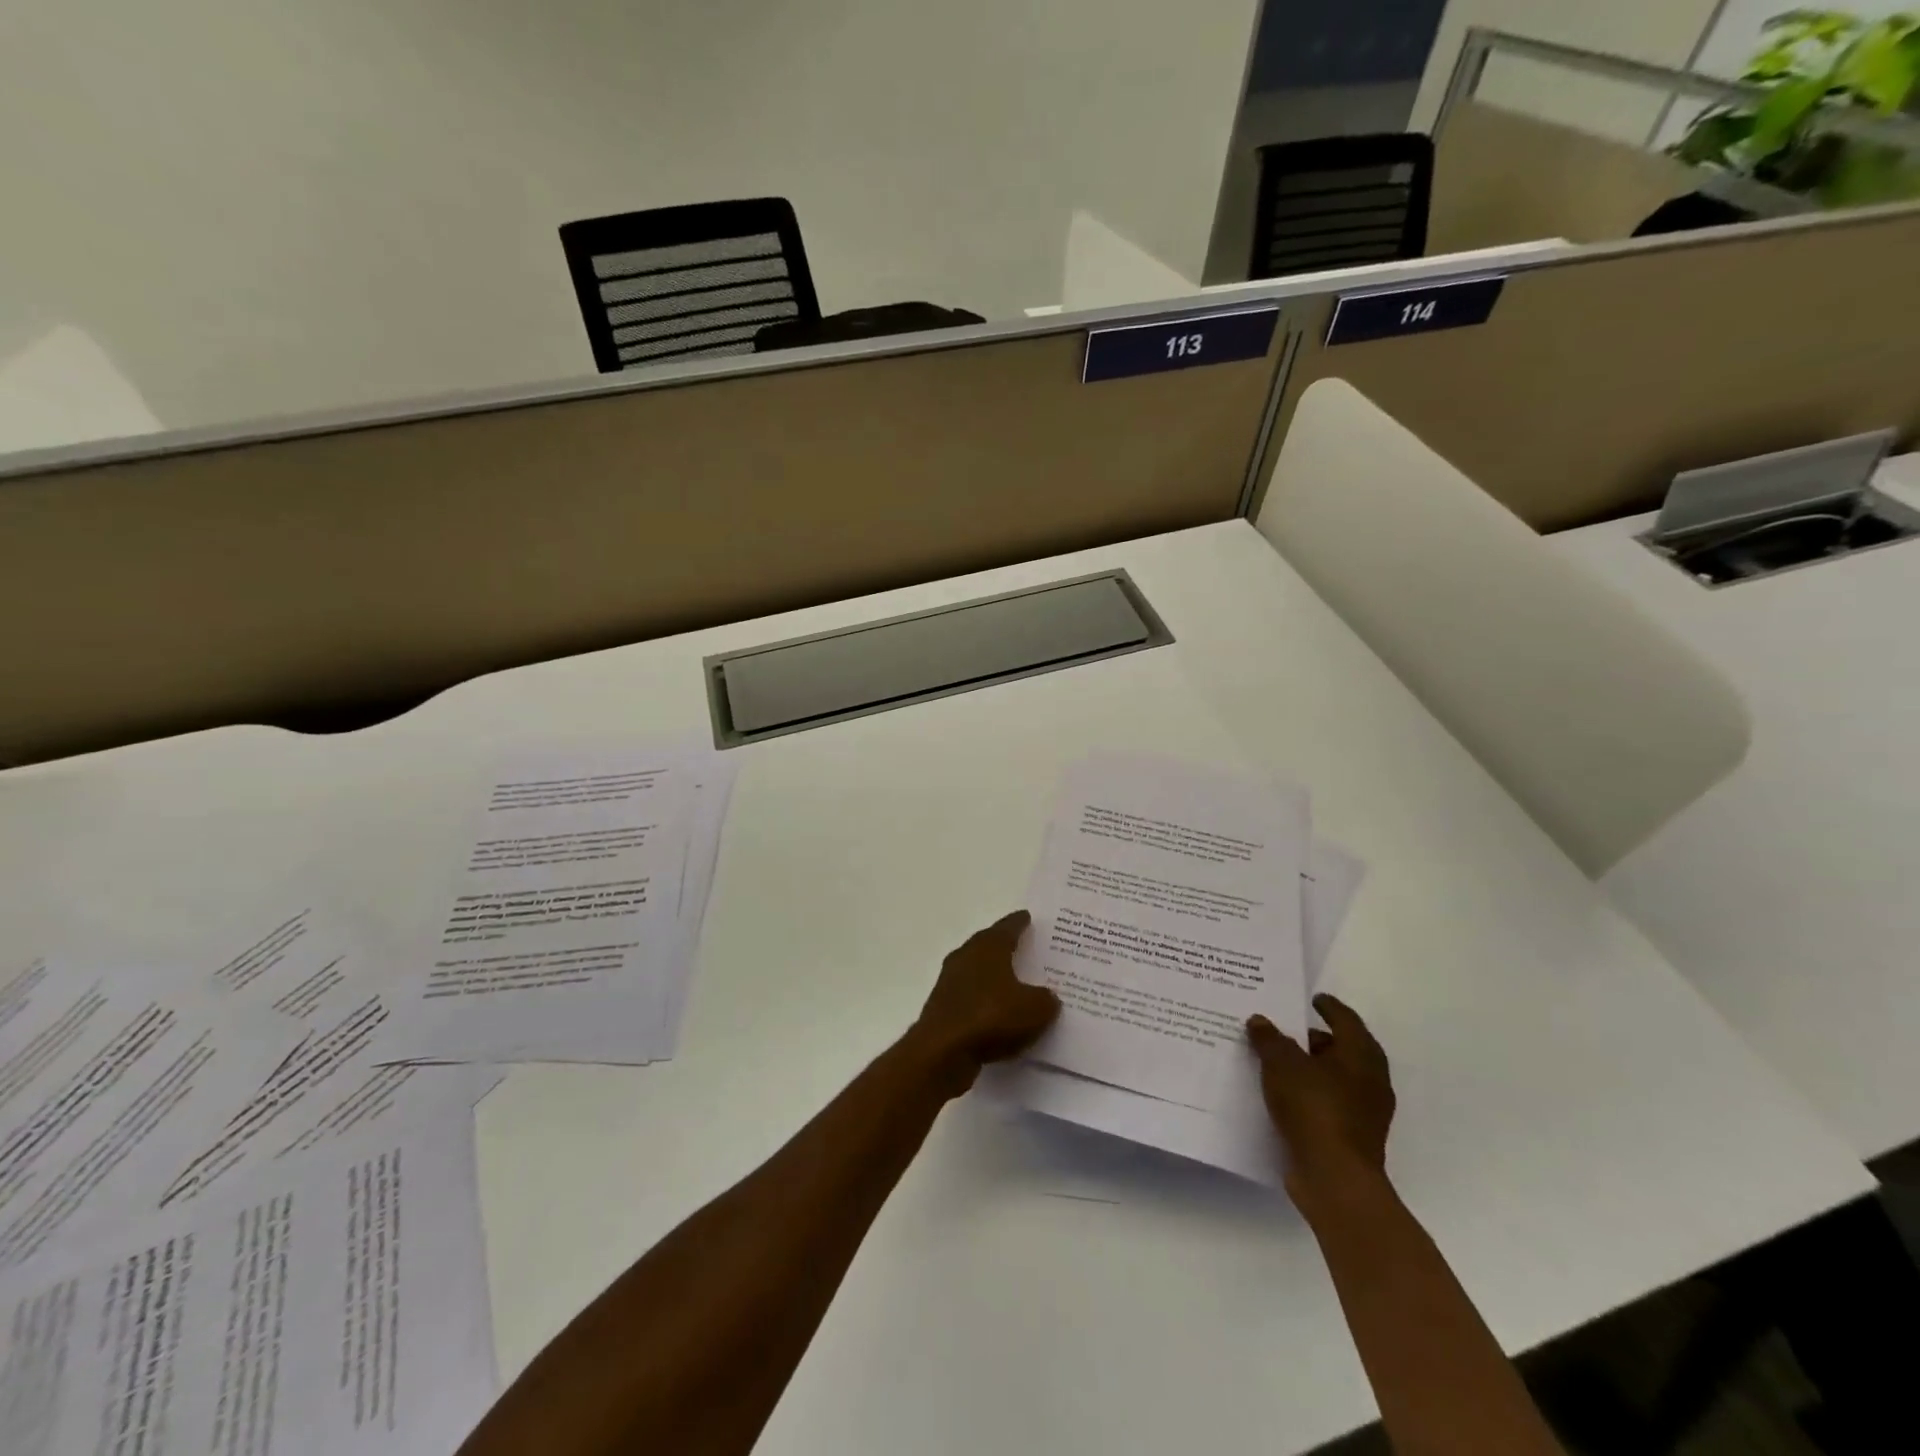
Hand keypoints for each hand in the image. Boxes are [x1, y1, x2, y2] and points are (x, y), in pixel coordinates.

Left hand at [911, 910, 1059, 1093]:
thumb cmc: (991, 1017)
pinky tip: (997, 1014)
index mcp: (988, 947)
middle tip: (1024, 948)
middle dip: (1004, 946)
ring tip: (1014, 983)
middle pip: (988, 945)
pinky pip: (970, 998)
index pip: (1007, 927)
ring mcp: (950, 982)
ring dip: (993, 976)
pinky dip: (984, 1001)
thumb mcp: (1034, 1009)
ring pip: (977, 972)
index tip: (1027, 917)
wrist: (942, 1052)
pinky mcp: (943, 1008)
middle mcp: (966, 957)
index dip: (1019, 923)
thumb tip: (1047, 997)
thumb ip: (1045, 999)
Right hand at [1247, 994, 1395, 1213]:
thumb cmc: (1314, 1108)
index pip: (1346, 1019)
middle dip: (1314, 1039)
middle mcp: (1370, 1080)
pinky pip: (1328, 1103)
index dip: (1328, 1007)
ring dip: (1310, 1069)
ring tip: (1277, 1063)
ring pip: (1335, 1078)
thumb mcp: (1281, 1064)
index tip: (1312, 999)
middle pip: (1342, 1049)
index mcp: (1361, 1055)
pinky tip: (1284, 1095)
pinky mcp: (1353, 1137)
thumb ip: (1269, 1039)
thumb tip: (1260, 1021)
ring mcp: (1365, 1112)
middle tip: (1284, 1031)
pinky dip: (1309, 1094)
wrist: (1335, 1178)